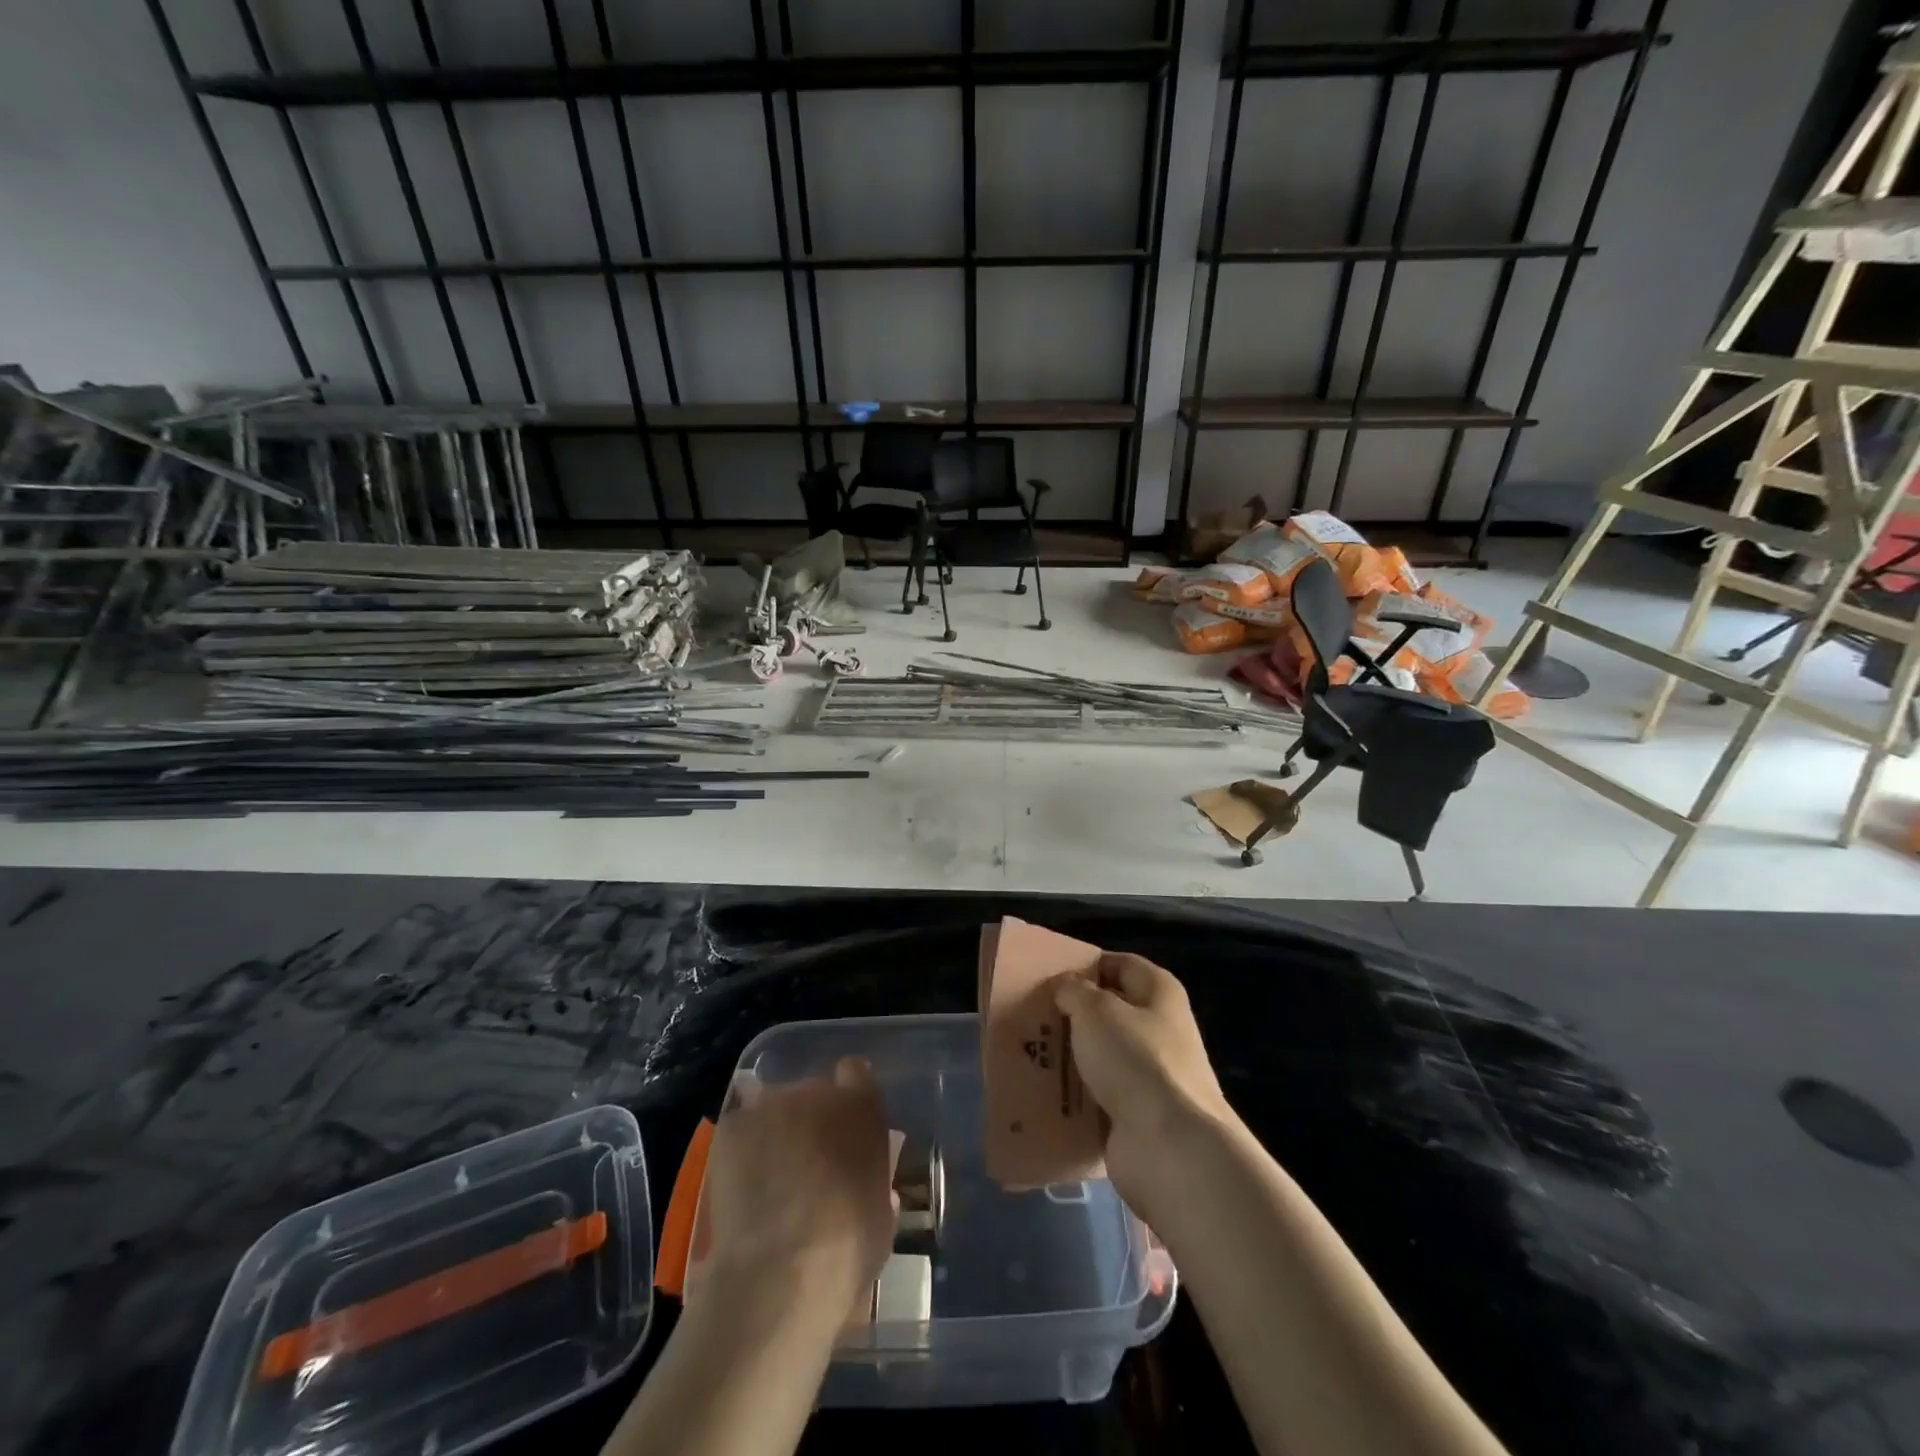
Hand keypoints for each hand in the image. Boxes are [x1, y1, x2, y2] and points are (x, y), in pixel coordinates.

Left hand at [699, 1057, 895, 1326]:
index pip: (855, 1073)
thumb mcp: (881, 1212)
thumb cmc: (849, 1247)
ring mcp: (771, 1106)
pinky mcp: (733, 1127)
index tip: (844, 1124)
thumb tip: (861, 1181)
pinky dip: (741, 1152)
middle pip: (811, 1092)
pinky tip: (742, 1188)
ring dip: (774, 1132)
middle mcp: (817, 1092)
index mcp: (861, 1106)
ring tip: (768, 1179)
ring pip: (773, 1109)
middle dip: (809, 1120)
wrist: (783, 1272)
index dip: (848, 1095)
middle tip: (804, 1163)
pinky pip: (740, 1130)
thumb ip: (873, 1181)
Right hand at [1054, 954, 1230, 1220]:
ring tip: (1028, 1052)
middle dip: (1072, 1014)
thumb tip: (1065, 986)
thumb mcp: (1095, 1011)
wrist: (1169, 1147)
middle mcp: (1161, 1029)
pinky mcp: (1139, 1115)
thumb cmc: (1135, 1060)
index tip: (1049, 975)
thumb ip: (1073, 990)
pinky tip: (1043, 1092)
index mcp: (1160, 993)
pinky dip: (1075, 1095)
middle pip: (1109, 1012)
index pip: (1119, 964)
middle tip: (1030, 1015)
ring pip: (1101, 1055)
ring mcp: (1152, 1075)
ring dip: (1070, 1056)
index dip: (1086, 965)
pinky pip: (1099, 1096)